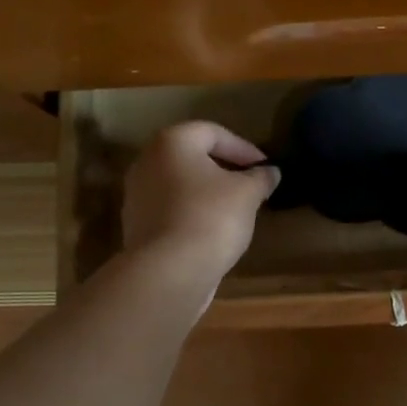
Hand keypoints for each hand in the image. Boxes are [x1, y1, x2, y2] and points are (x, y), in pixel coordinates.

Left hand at [122, 122, 279, 290]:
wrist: (168, 272)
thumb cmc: (211, 217)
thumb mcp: (247, 193)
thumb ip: (260, 177)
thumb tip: (270, 171)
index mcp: (172, 142)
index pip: (213, 133)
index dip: (243, 148)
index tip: (264, 167)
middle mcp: (147, 162)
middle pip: (192, 157)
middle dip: (224, 168)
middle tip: (250, 184)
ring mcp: (136, 195)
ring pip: (180, 184)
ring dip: (207, 192)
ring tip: (234, 209)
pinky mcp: (136, 226)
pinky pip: (170, 210)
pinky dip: (192, 213)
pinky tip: (212, 230)